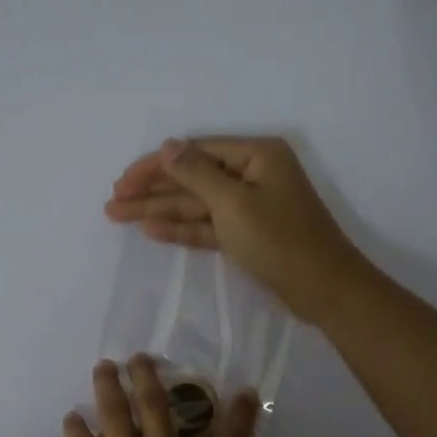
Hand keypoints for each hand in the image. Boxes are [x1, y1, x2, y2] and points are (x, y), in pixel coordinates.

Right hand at [104, 136, 372, 323]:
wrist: (324, 290)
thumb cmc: (280, 240)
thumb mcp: (233, 203)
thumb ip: (195, 174)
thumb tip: (167, 147)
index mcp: (255, 155)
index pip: (194, 152)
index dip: (155, 166)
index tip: (122, 182)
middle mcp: (252, 174)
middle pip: (191, 178)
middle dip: (152, 190)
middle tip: (112, 202)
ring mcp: (250, 206)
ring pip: (196, 204)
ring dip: (159, 210)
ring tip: (117, 216)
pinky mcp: (247, 235)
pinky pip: (208, 226)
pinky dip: (181, 228)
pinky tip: (150, 230)